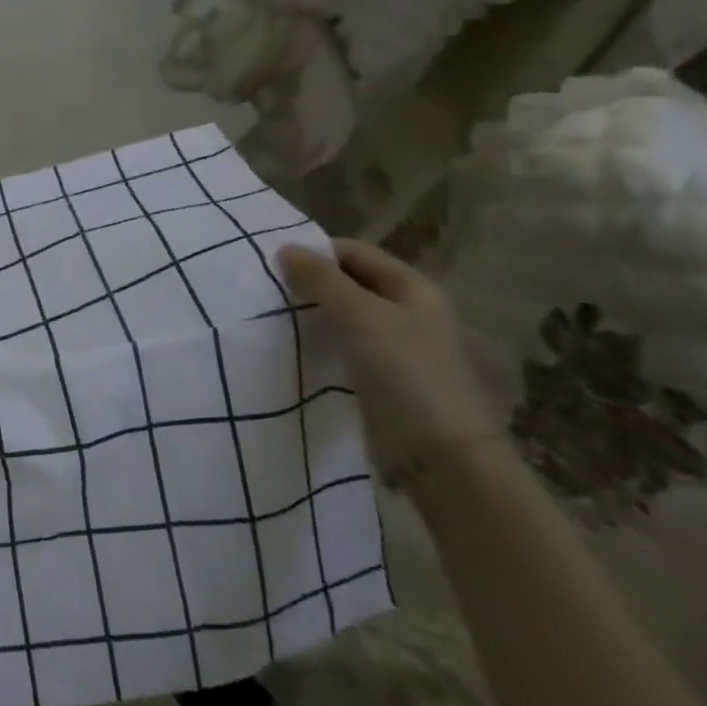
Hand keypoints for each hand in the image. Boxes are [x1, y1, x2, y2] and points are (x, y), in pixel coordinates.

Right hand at [277, 239, 495, 476]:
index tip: (271, 262)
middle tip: (265, 289)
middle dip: (309, 282)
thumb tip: (284, 248)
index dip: (316, 252)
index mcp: (413, 289)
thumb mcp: (361, 318)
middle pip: (349, 283)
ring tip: (270, 315)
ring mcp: (394, 347)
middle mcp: (406, 312)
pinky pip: (341, 346)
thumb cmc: (406, 374)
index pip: (355, 253)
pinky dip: (317, 342)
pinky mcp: (379, 378)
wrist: (440, 457)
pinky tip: (290, 347)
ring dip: (310, 313)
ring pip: (342, 316)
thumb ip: (322, 281)